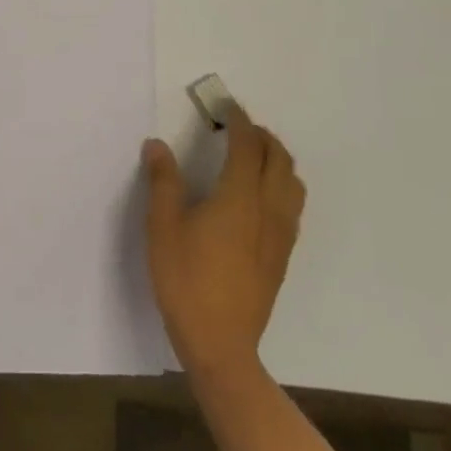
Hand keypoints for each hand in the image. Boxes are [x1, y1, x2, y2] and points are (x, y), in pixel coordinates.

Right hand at [141, 104, 305, 376]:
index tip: (226, 106)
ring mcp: (280, 235)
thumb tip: (157, 144)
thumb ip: (163, 181)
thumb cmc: (186, 280)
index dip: (239, 120)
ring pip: (293, 182)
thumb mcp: (162, 227)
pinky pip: (293, 206)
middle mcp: (267, 209)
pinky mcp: (283, 256)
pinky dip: (282, 185)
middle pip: (278, 158)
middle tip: (237, 127)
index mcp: (239, 197)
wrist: (221, 345)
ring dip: (277, 159)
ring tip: (253, 156)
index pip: (248, 145)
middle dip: (262, 135)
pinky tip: (260, 196)